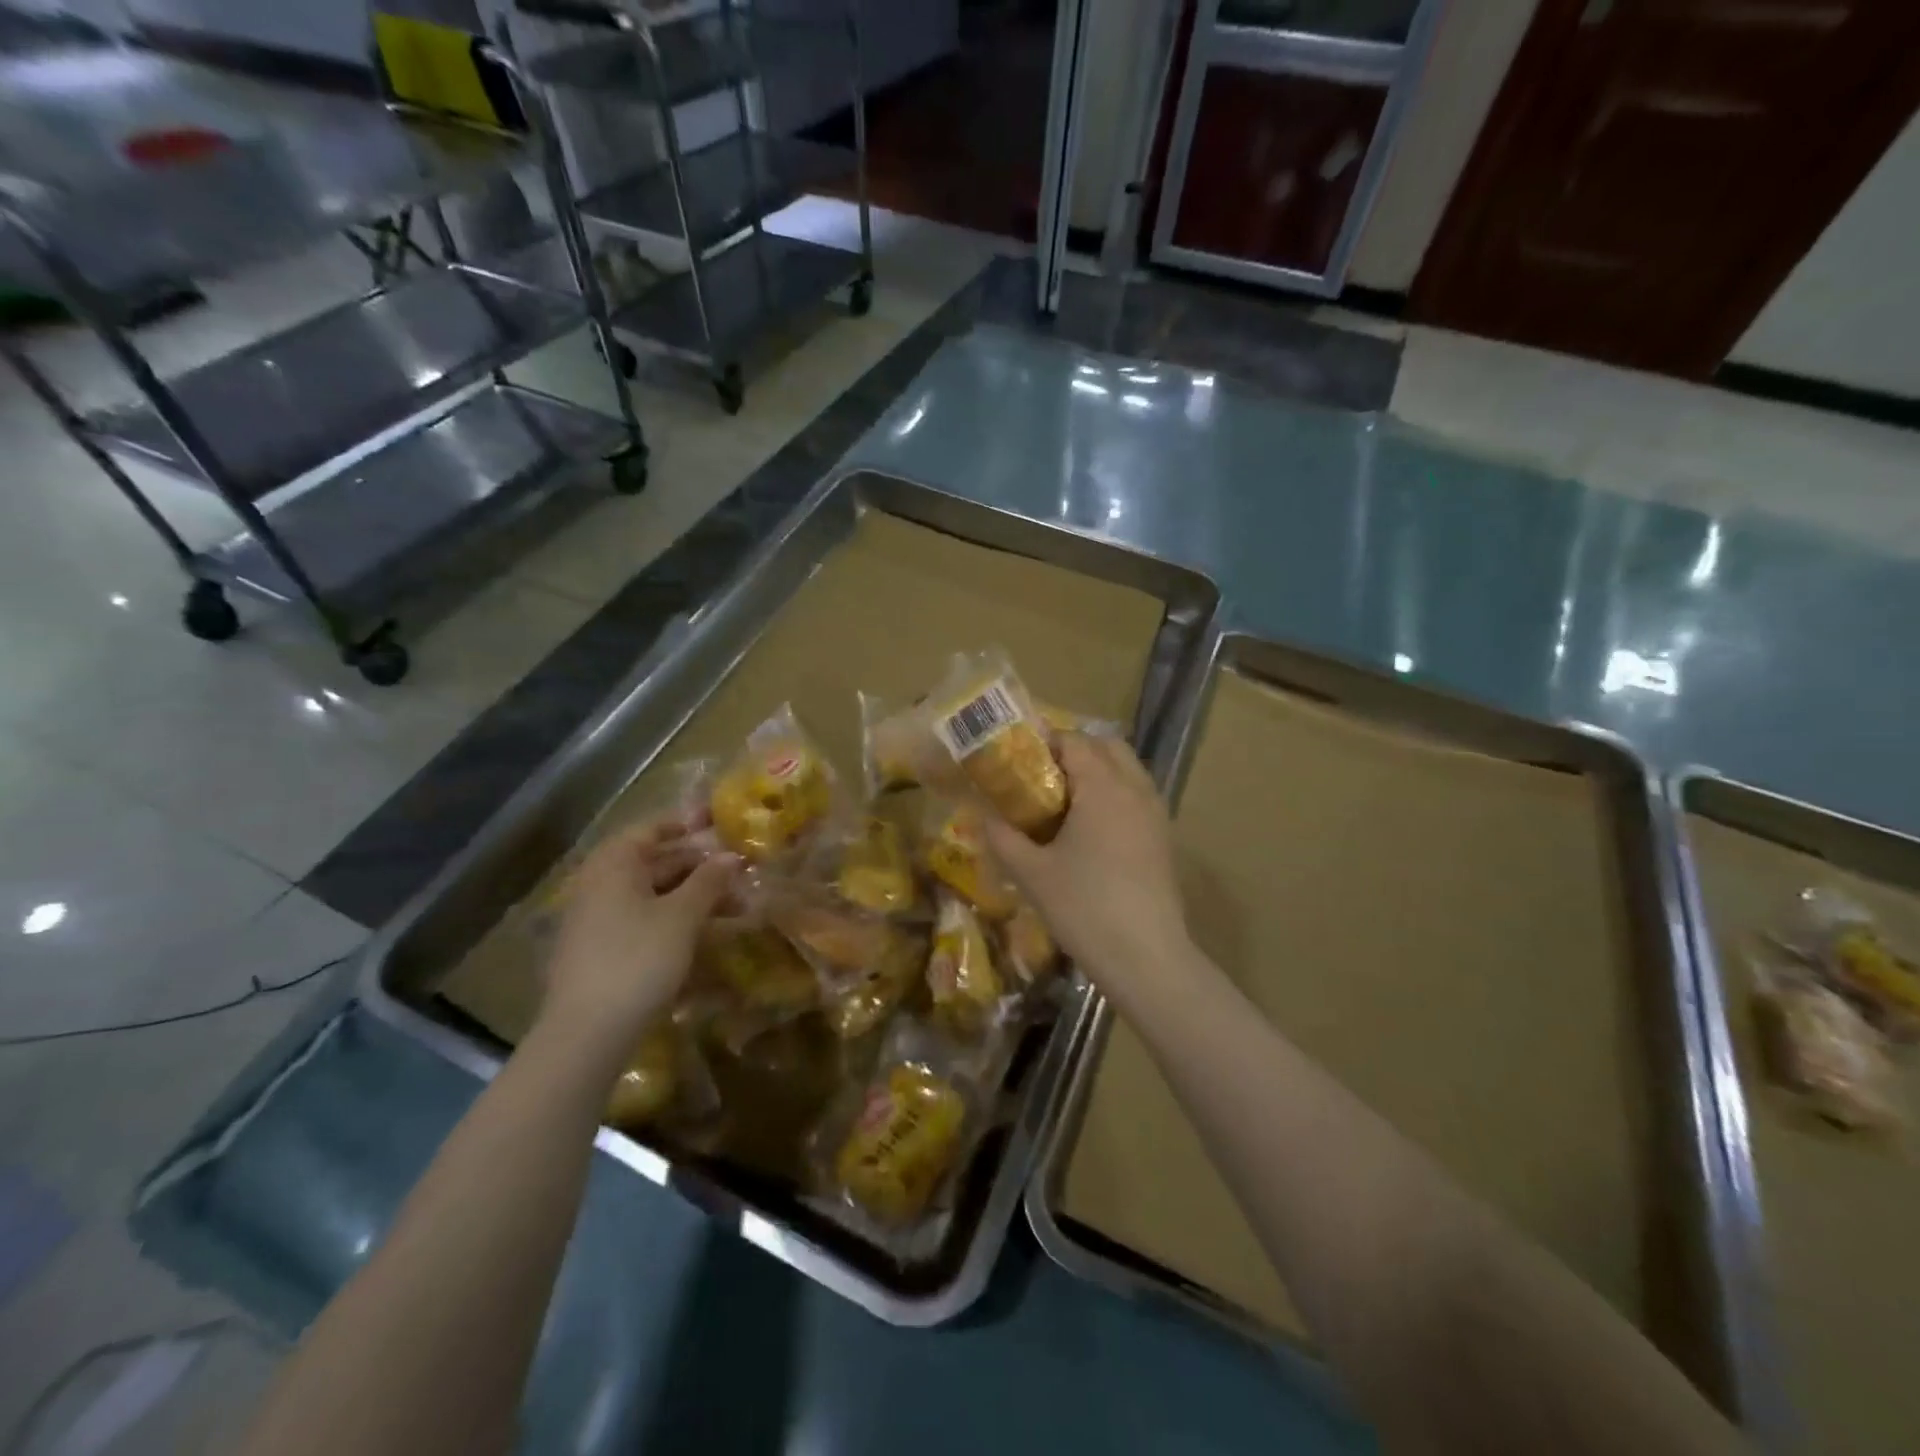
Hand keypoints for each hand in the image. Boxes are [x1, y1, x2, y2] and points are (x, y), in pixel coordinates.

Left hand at [540, 817, 737, 1045]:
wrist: (587, 1032)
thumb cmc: (638, 958)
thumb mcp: (682, 916)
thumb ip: (709, 881)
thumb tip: (731, 856)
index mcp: (614, 865)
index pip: (652, 829)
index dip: (687, 825)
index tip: (719, 825)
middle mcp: (600, 884)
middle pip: (655, 863)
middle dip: (700, 868)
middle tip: (741, 874)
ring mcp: (597, 919)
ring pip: (653, 895)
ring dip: (694, 897)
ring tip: (737, 909)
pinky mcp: (601, 950)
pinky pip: (643, 920)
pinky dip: (675, 920)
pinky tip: (704, 935)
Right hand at [983, 733, 1190, 987]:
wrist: (1147, 958)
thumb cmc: (1084, 908)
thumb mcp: (1032, 873)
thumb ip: (1002, 837)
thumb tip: (979, 814)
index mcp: (1103, 786)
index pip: (1073, 740)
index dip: (1042, 741)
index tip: (1015, 757)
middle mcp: (1135, 788)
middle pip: (1106, 745)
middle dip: (1073, 750)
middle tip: (1039, 775)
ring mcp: (1156, 812)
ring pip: (1127, 769)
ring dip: (1097, 771)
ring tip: (1062, 800)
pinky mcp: (1164, 837)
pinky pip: (1137, 795)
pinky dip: (1114, 794)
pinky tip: (1090, 829)